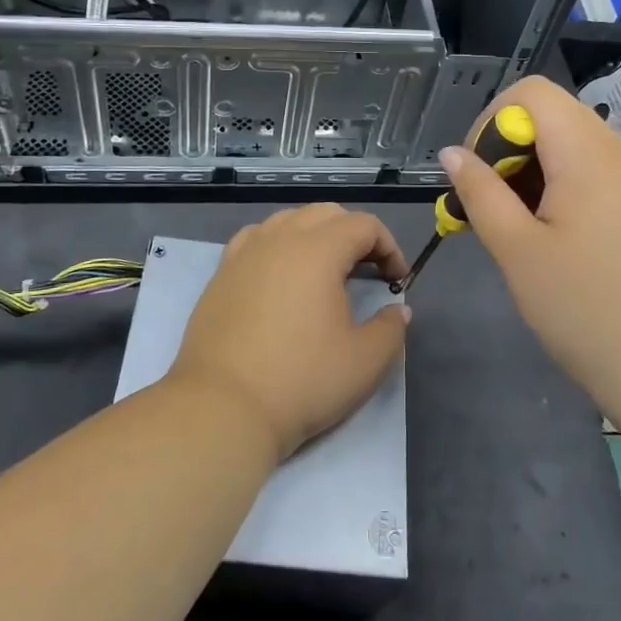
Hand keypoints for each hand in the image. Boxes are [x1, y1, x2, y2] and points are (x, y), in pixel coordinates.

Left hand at [170, 204, 410, 460]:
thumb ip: (391, 328)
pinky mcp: (222, 272)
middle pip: (326, 214)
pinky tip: (280, 273)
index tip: (397, 281)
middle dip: (354, 234)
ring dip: (315, 234)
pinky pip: (257, 238)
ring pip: (288, 220)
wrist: (224, 406)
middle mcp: (280, 238)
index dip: (389, 247)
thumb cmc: (301, 380)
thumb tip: (397, 309)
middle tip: (368, 271)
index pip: (364, 225)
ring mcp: (246, 252)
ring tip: (325, 271)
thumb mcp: (365, 361)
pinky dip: (278, 244)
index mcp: (319, 250)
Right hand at [439, 77, 620, 422]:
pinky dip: (564, 189)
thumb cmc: (587, 309)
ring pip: (574, 145)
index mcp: (586, 154)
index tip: (482, 174)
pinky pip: (596, 174)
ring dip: (535, 170)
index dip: (493, 121)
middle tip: (495, 204)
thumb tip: (452, 153)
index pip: (532, 92)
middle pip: (553, 115)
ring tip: (521, 227)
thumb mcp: (517, 251)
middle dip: (511, 148)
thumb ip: (480, 193)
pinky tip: (558, 241)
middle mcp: (618, 155)